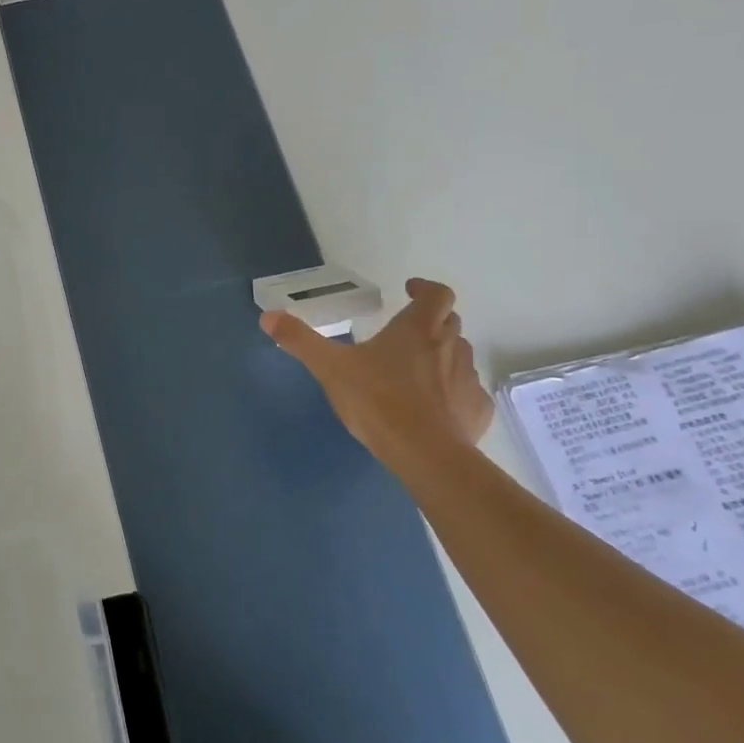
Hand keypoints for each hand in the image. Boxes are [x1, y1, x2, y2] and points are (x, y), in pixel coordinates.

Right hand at [261, 276, 492, 465]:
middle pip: (450, 321)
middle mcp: (449, 346)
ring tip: (418, 370)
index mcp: (417, 329)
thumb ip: (300, 340)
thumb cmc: (377, 400)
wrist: (425, 454)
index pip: (437, 294)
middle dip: (431, 321)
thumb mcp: (329, 368)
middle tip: (406, 332)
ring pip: (460, 355)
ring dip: (443, 354)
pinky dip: (454, 391)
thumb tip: (268, 316)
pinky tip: (435, 407)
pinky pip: (468, 392)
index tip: (409, 290)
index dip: (426, 289)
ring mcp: (468, 379)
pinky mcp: (476, 410)